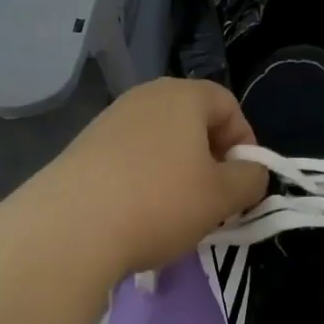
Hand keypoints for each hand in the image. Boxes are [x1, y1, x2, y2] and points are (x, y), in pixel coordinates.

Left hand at [21, 78, 267, 279]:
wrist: (70, 227)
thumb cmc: (160, 202)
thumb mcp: (222, 197)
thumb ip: (251, 180)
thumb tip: (252, 173)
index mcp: (182, 96)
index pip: (228, 104)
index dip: (245, 142)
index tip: (243, 182)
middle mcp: (144, 97)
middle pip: (192, 121)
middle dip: (210, 159)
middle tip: (214, 199)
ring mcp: (109, 120)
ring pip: (160, 142)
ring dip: (177, 172)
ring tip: (176, 212)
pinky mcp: (83, 148)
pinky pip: (129, 158)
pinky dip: (144, 180)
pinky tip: (138, 215)